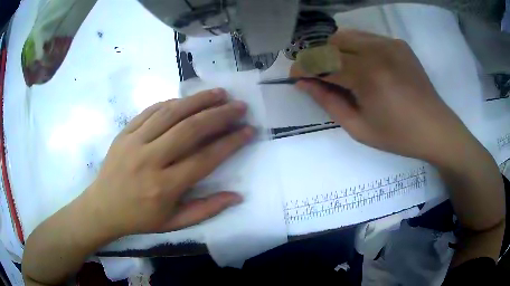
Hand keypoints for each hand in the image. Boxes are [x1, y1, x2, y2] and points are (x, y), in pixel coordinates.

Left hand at [84, 89, 253, 236]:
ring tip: (219, 93)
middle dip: (219, 115)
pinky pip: (151, 111)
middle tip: (239, 106)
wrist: (103, 207)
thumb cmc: (140, 218)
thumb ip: (206, 210)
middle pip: (190, 130)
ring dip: (198, 100)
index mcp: (164, 187)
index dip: (230, 143)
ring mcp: (134, 142)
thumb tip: (237, 196)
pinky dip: (172, 103)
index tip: (248, 130)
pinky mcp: (124, 132)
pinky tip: (187, 100)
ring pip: (171, 113)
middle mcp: (150, 160)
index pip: (205, 159)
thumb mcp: (174, 223)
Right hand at [291, 30, 474, 163]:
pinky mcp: (398, 43)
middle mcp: (376, 51)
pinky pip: (366, 37)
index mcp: (367, 76)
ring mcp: (389, 43)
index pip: (322, 63)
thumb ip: (329, 103)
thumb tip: (304, 84)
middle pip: (331, 42)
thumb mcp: (359, 128)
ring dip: (333, 49)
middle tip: (314, 73)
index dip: (303, 69)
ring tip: (334, 68)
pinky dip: (354, 46)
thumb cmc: (399, 136)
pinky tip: (359, 63)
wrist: (436, 128)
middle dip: (316, 56)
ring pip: (347, 35)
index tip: (294, 77)